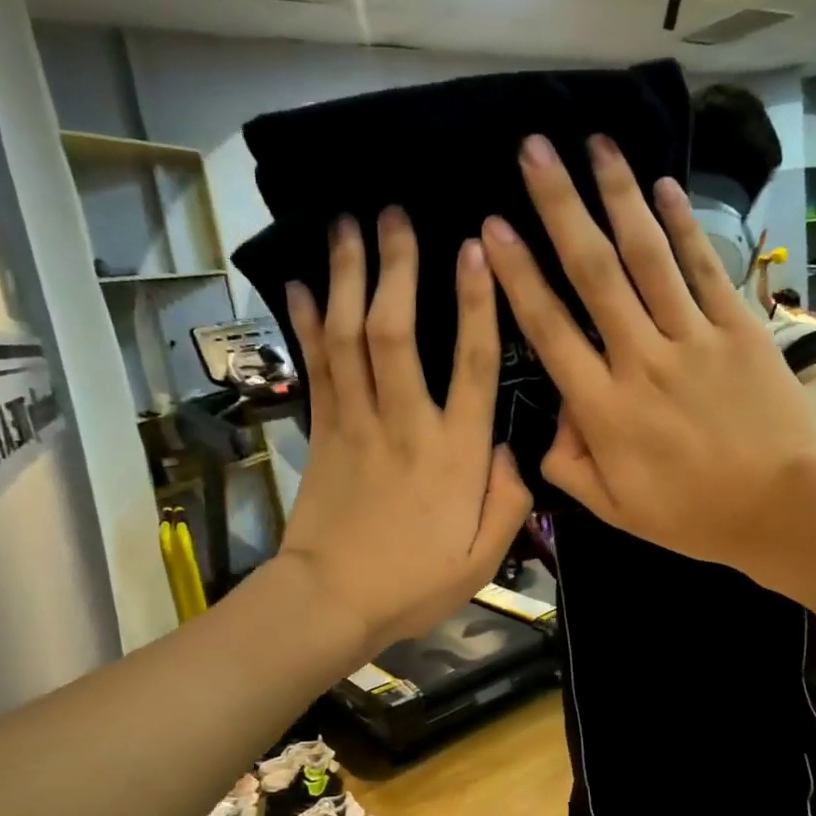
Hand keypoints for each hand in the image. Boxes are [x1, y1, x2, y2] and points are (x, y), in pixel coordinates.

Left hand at [278, 209, 530, 656]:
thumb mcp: (483, 558)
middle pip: (396, 332)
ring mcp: (356, 423)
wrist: (332, 602)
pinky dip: (308, 324)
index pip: (471, 364)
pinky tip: (303, 285)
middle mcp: (405, 423)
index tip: (475, 249)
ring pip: (350, 338)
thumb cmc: (414, 583)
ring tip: (347, 225)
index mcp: (454, 453)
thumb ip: (509, 500)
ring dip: (348, 278)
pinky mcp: (322, 433)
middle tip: (394, 213)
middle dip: (397, 267)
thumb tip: (512, 451)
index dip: (476, 304)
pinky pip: (316, 368)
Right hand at [480, 134, 815, 575]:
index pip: (550, 330)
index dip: (519, 276)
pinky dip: (682, 225)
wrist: (783, 509)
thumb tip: (552, 419)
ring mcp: (691, 340)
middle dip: (560, 207)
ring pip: (647, 256)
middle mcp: (640, 360)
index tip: (493, 228)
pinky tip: (662, 185)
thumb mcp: (614, 509)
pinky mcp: (737, 329)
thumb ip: (568, 465)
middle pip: (592, 273)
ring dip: (618, 196)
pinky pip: (703, 268)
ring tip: (594, 143)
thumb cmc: (693, 514)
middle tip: (534, 151)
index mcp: (603, 408)